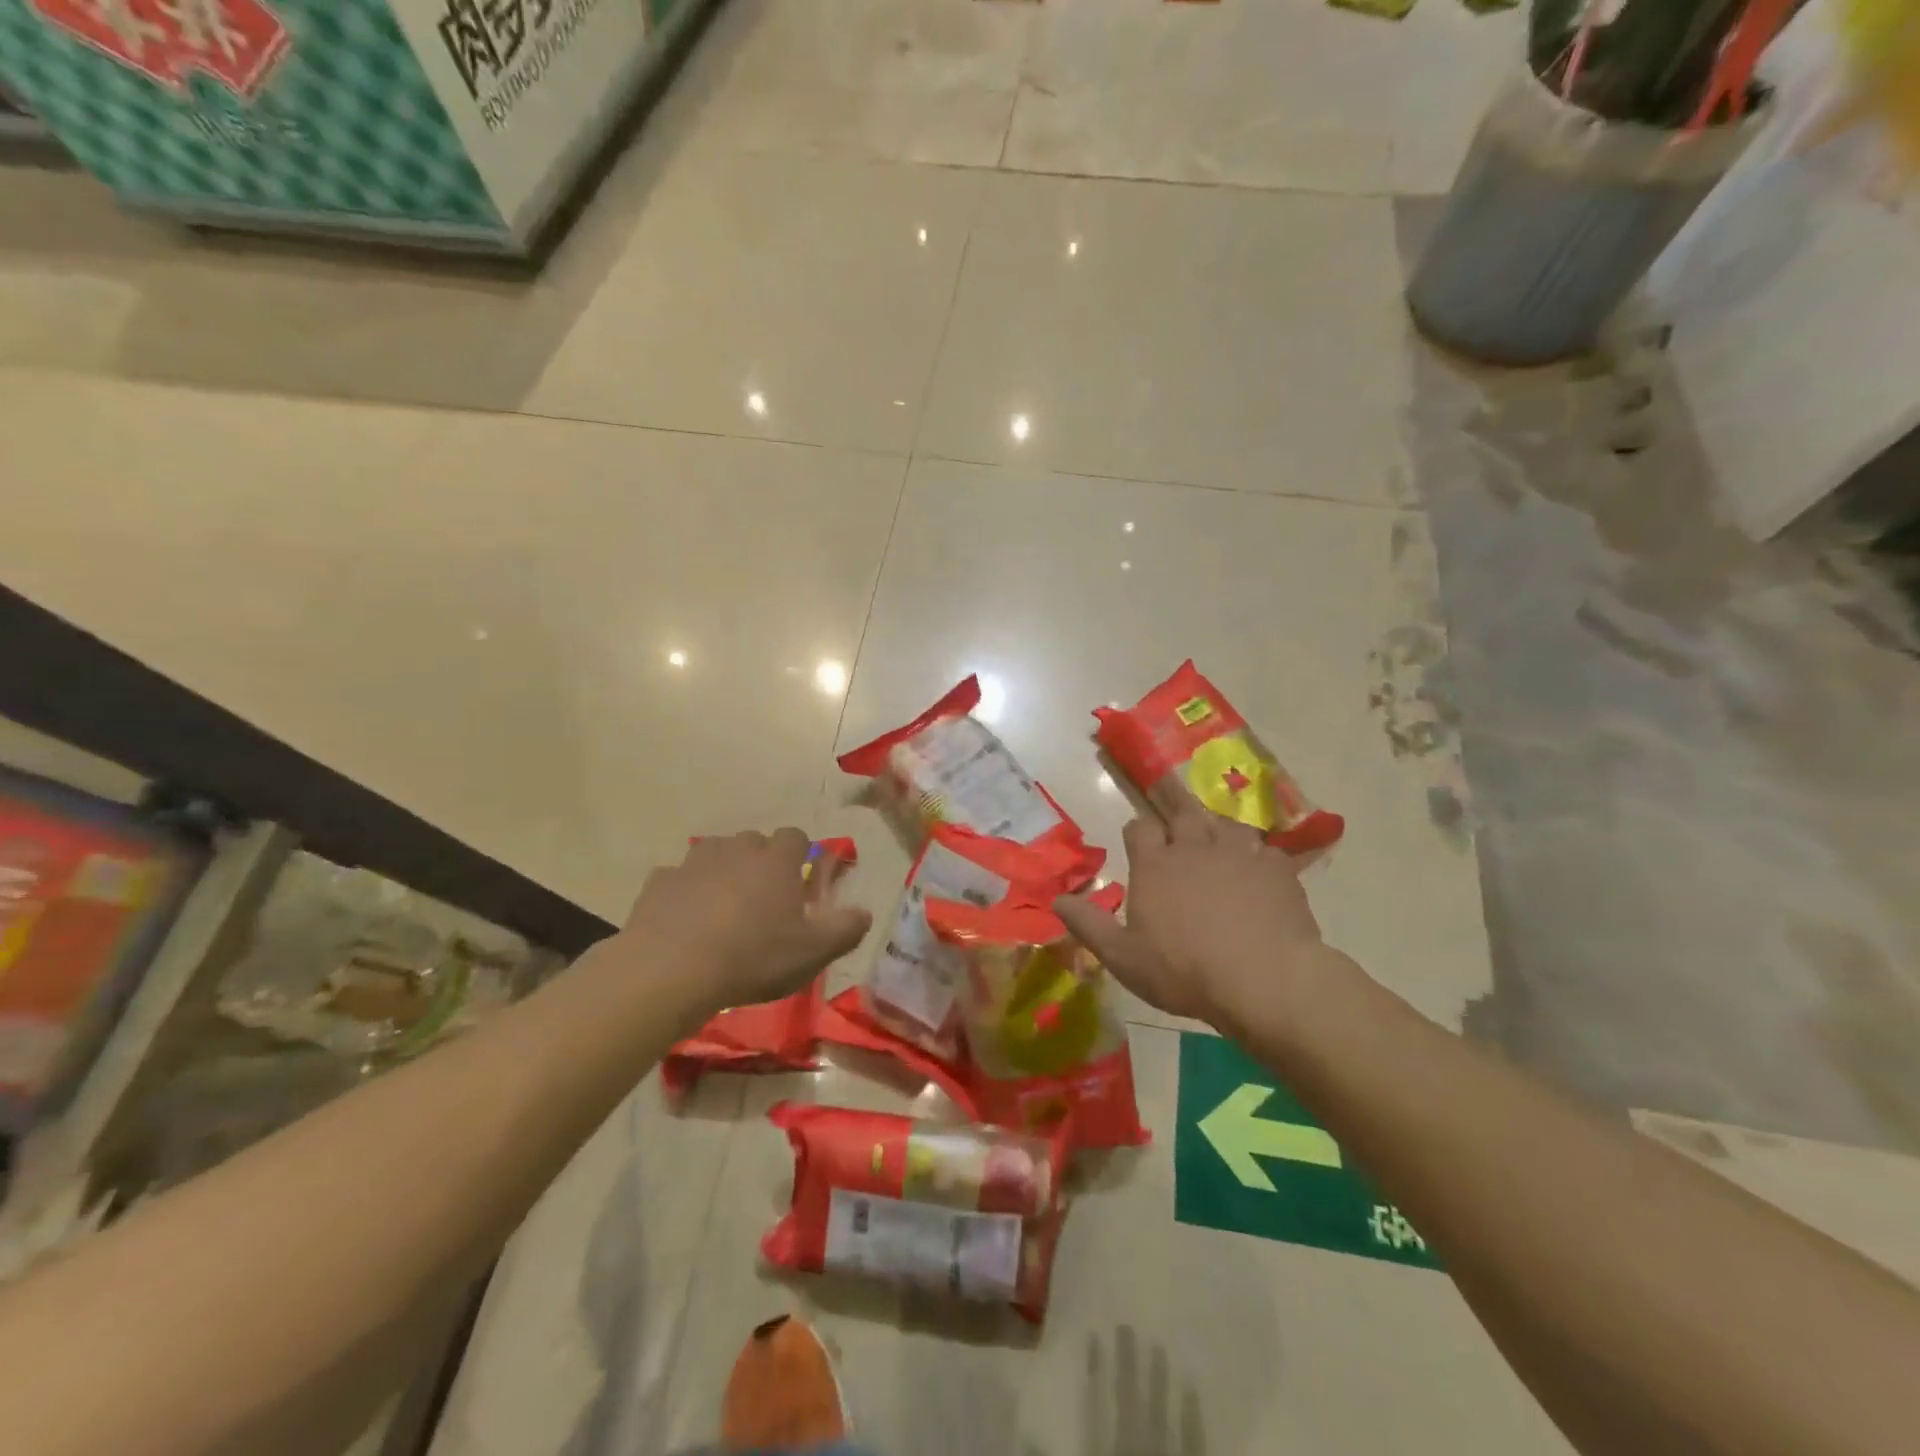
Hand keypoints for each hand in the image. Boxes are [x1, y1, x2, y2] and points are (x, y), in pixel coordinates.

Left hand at [617, 829, 871, 1016]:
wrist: (671, 970)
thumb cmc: (753, 957)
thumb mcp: (813, 952)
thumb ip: (845, 929)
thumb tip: (865, 912)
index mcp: (776, 860)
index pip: (796, 837)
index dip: (800, 855)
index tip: (800, 883)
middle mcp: (737, 850)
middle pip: (753, 842)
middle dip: (760, 862)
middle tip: (762, 901)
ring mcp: (693, 863)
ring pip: (714, 854)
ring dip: (721, 872)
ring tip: (722, 908)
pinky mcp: (658, 883)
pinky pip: (677, 879)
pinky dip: (683, 893)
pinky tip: (684, 922)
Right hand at [1055, 783, 1327, 1029]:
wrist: (1265, 979)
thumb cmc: (1185, 971)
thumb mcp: (1123, 957)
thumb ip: (1089, 924)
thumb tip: (1056, 899)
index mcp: (1155, 864)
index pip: (1139, 828)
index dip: (1138, 832)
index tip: (1138, 840)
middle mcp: (1194, 846)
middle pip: (1183, 811)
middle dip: (1175, 806)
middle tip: (1175, 807)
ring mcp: (1239, 853)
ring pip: (1225, 823)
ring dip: (1217, 827)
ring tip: (1216, 837)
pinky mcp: (1277, 868)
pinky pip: (1265, 850)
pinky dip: (1258, 855)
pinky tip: (1259, 869)